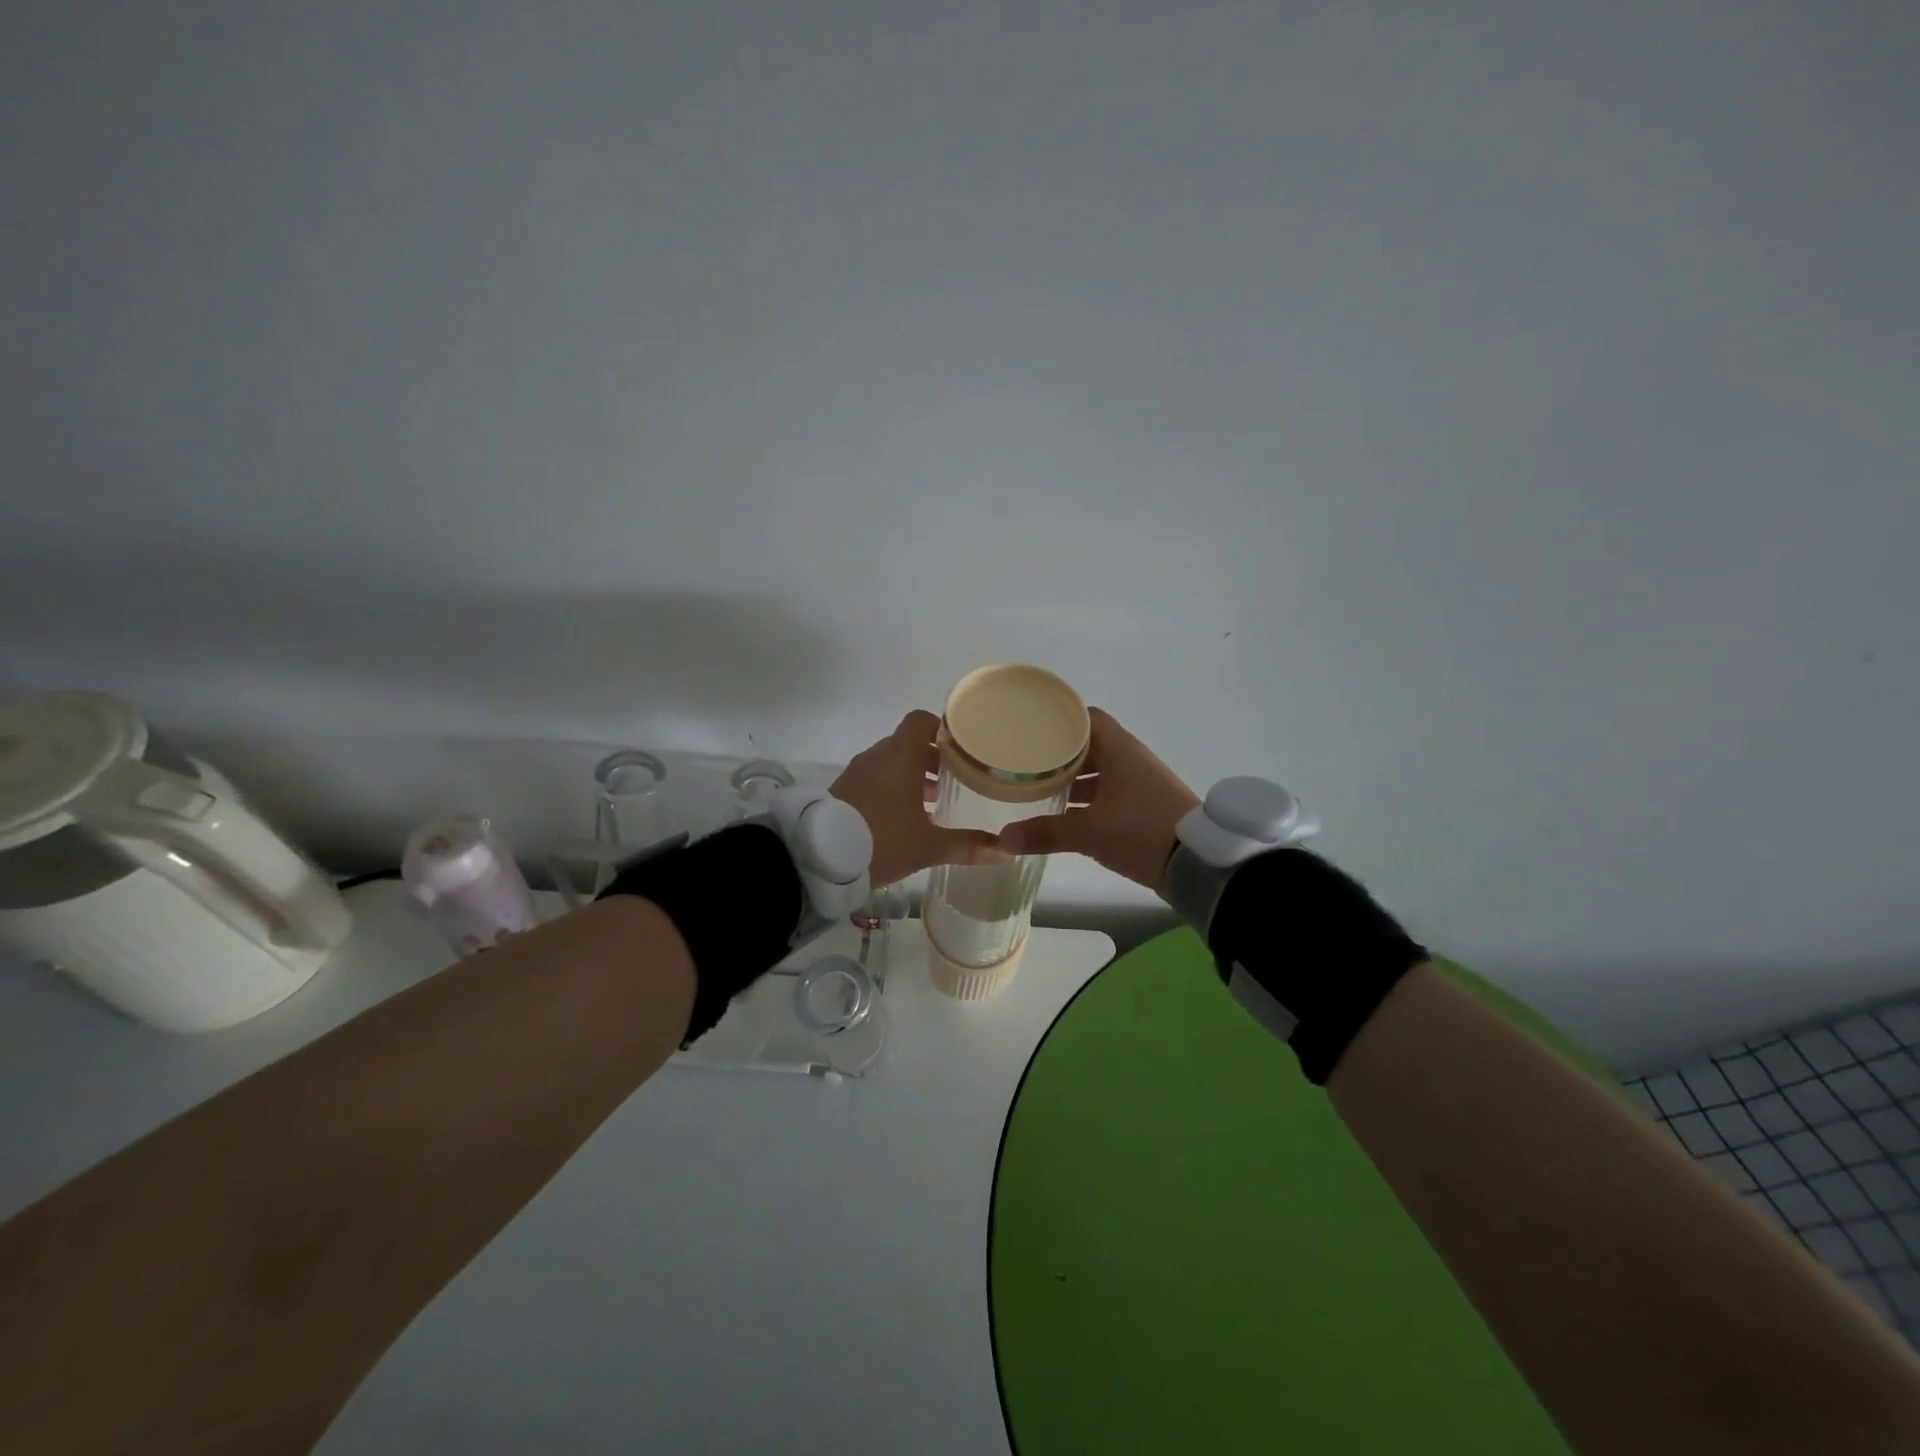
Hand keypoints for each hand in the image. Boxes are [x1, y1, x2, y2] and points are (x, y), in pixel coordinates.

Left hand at [831, 711, 1007, 887]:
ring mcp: (857, 772)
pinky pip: (875, 778)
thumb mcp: (928, 846)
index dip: (944, 730)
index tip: (963, 750)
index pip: (922, 721)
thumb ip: (966, 845)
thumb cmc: (882, 840)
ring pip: (891, 762)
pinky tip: (904, 818)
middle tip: (956, 781)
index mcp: (901, 755)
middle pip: (910, 743)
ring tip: (933, 803)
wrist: (819, 857)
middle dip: (933, 759)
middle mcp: (878, 756)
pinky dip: (892, 787)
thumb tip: (1004, 851)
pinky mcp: (843, 790)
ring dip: (912, 776)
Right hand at [994, 708, 1199, 890]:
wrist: (1199, 863)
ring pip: (1101, 771)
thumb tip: (1003, 839)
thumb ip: (1044, 833)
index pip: (1085, 718)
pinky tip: (1070, 815)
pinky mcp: (1148, 804)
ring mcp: (1142, 782)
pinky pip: (1113, 791)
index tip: (1031, 730)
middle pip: (1090, 745)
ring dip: (1075, 779)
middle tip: (1028, 763)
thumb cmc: (1140, 831)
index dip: (1058, 721)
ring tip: (1042, 790)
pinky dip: (1091, 798)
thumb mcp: (1088, 833)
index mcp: (1119, 749)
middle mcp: (1131, 758)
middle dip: (1060, 755)